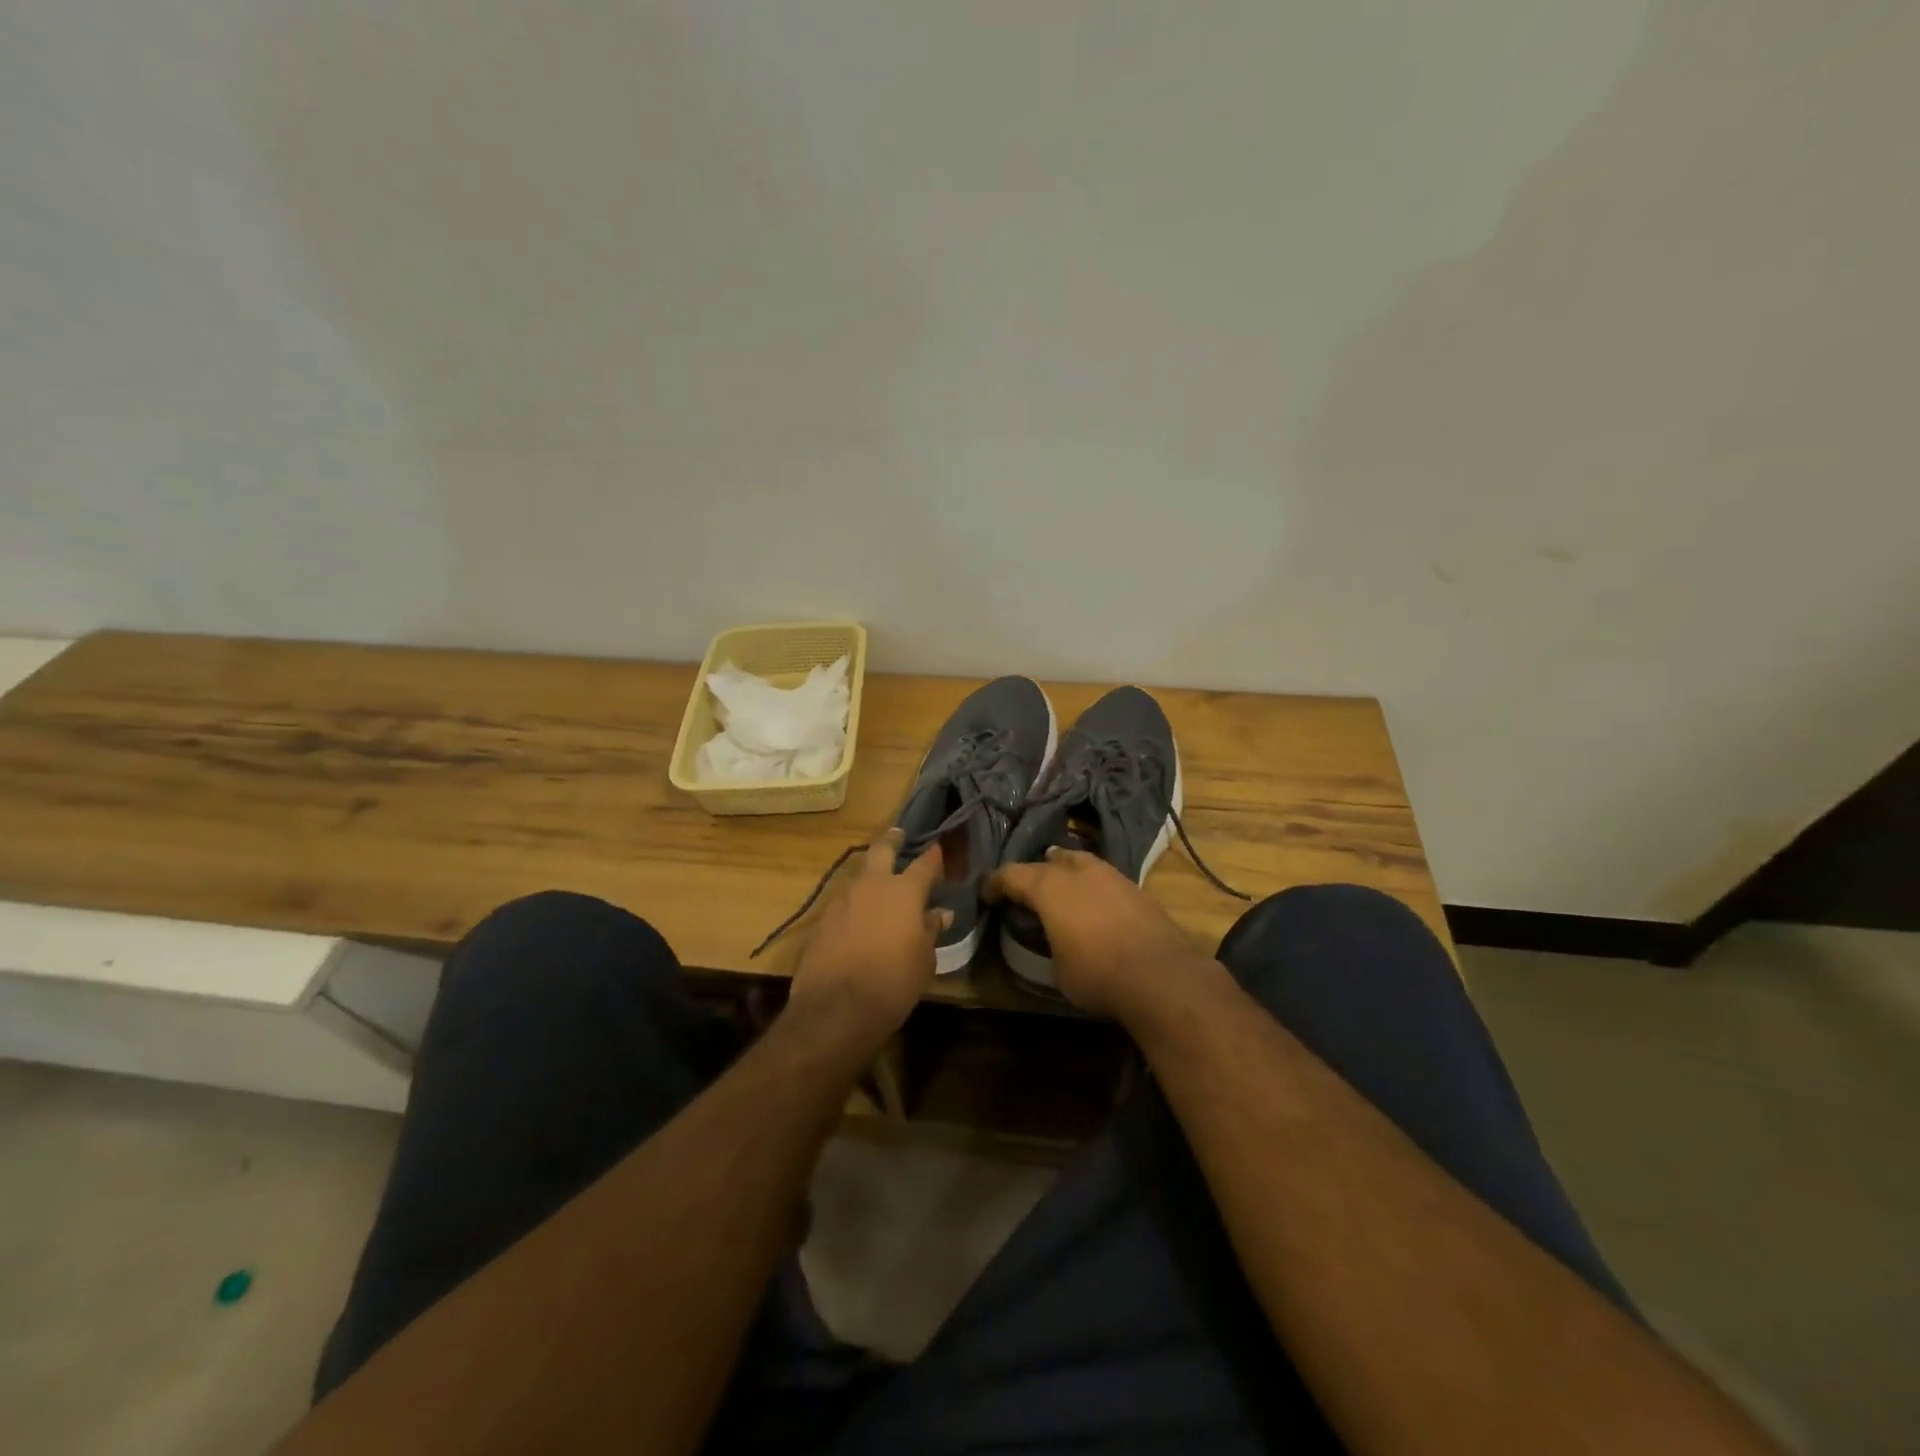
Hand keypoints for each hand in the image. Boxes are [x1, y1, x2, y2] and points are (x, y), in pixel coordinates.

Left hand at [785, 829, 948, 1053]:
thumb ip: (930, 930)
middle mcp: (872, 886)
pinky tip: (858, 919)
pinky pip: (844, 902)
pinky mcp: (823, 919)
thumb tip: (940, 913)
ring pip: (860, 877)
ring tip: (879, 886)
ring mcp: (843, 900)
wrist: (836, 1009)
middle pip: (882, 850)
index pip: (925, 864)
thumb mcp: (924, 960)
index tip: (939, 849)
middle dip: (893, 840)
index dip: (934, 856)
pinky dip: (855, 905)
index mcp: (904, 892)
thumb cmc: (893, 983)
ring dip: (871, 877)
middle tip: (899, 834)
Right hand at [987, 848, 1212, 1017]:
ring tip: (1059, 883)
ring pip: (1079, 860)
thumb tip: (1053, 941)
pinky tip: (1093, 900)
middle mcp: (1078, 872)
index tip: (986, 894)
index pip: (1012, 874)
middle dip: (1032, 872)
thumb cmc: (1098, 974)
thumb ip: (1048, 944)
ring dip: (1064, 869)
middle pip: (1047, 861)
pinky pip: (1103, 876)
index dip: (995, 883)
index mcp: (1049, 887)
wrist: (1162, 975)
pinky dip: (1091, 883)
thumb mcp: (1058, 970)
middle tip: (1024, 888)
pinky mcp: (1136, 888)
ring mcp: (1111, 875)